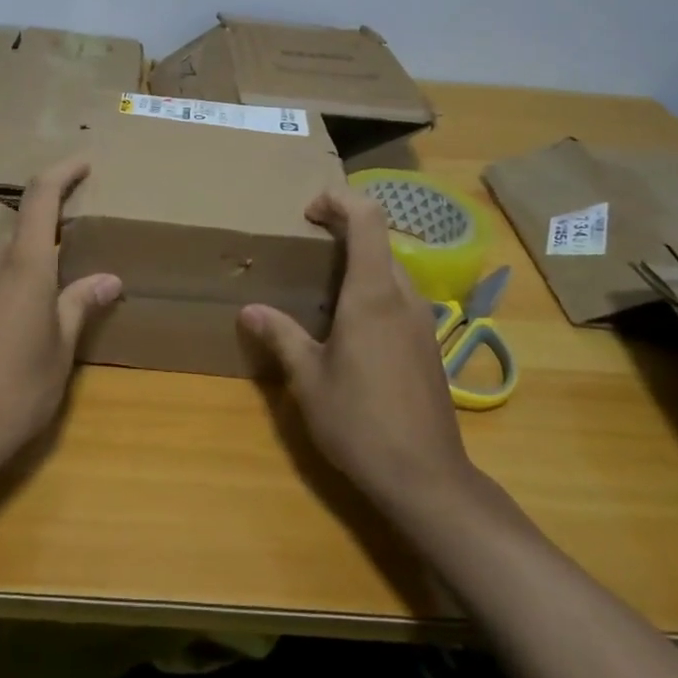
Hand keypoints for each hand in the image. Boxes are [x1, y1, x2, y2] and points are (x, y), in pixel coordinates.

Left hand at [0, 159, 121, 469]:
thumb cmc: (15, 391)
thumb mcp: (60, 351)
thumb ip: (80, 305)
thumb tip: (109, 279)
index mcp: (23, 266)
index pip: (41, 198)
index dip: (63, 173)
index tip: (84, 163)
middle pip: (23, 231)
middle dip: (51, 237)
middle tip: (80, 261)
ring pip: (3, 257)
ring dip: (29, 266)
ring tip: (50, 302)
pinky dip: (7, 286)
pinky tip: (16, 325)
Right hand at [238, 187, 474, 514]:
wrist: (426, 478)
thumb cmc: (360, 423)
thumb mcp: (308, 379)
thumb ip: (280, 336)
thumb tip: (249, 310)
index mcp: (373, 294)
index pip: (367, 218)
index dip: (339, 200)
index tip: (308, 212)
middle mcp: (403, 297)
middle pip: (380, 239)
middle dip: (344, 228)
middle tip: (306, 245)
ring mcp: (422, 321)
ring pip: (392, 268)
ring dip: (360, 260)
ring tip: (322, 284)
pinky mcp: (428, 344)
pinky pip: (400, 296)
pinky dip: (373, 288)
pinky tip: (349, 325)